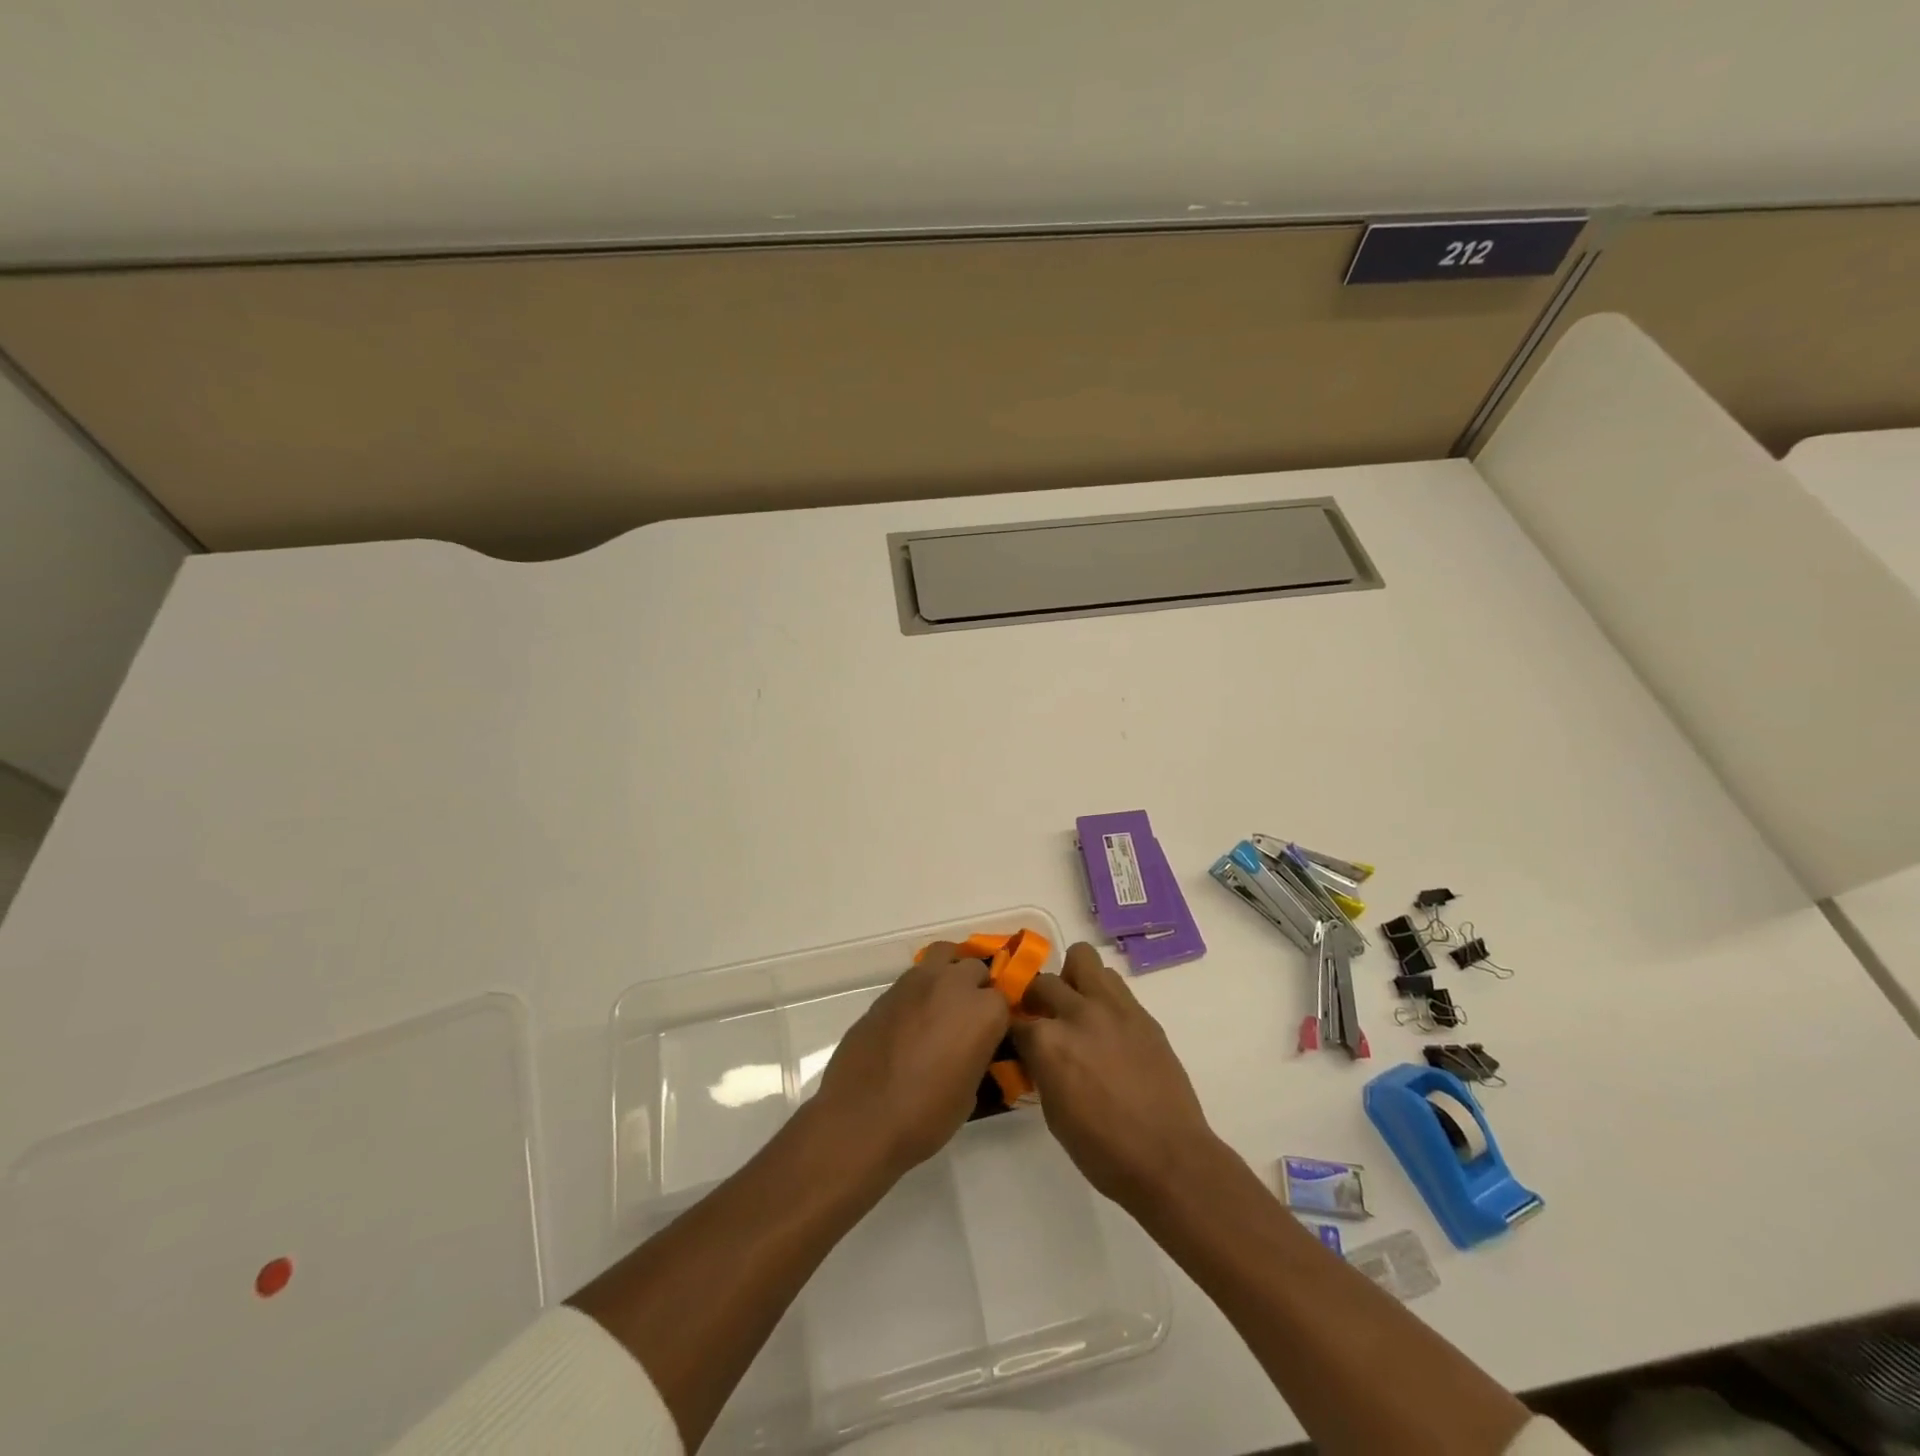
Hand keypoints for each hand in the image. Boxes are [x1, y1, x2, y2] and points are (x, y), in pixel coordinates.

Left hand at [813, 942, 1011, 1177]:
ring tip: (941, 1004)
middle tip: (967, 1019)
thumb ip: (978, 1055)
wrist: (862, 1119)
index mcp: (983, 1011)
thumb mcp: (970, 1092)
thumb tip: (972, 1048)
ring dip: (947, 974)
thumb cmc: (926, 1116)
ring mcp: (916, 982)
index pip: (1004, 1000)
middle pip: (974, 968)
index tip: (991, 1037)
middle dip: (975, 988)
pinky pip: (912, 979)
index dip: (997, 1019)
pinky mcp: (887, 991)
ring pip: (942, 956)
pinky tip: (911, 1020)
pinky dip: (919, 991)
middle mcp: (953, 984)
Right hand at [1011, 943, 1221, 1211]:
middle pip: (1043, 981)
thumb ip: (1040, 1069)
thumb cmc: (1102, 1150)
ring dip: (1072, 980)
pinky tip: (1106, 1025)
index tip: (1013, 1037)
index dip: (1011, 1028)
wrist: (1169, 1158)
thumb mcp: (1053, 1113)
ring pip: (1082, 959)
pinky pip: (1113, 983)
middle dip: (1036, 998)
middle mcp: (1077, 1013)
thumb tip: (1036, 1054)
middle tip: (1042, 1019)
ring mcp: (1113, 1007)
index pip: (1013, 1019)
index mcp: (1048, 1043)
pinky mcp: (1141, 1012)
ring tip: (1076, 1008)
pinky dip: (1102, 994)